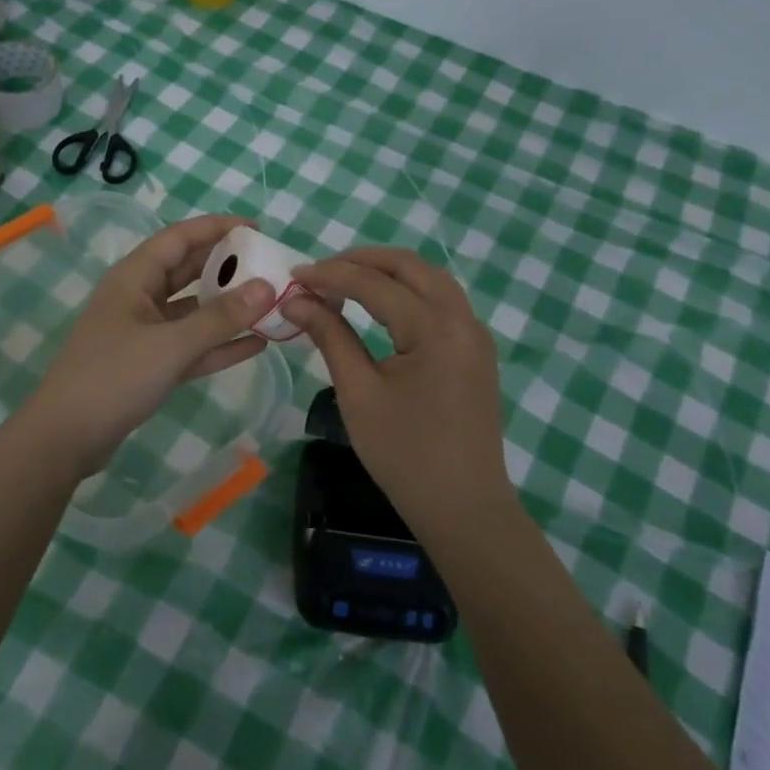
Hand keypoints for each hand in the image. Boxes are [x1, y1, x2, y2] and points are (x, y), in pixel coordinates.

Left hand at [20, 214, 276, 475]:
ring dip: (227, 307)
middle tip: (269, 265)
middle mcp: (138, 298)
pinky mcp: (149, 365)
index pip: (179, 238)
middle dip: (226, 266)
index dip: (216, 228)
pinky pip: (191, 345)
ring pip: (192, 310)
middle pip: (187, 271)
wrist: (65, 438)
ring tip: (270, 303)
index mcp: (133, 278)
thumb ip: (220, 318)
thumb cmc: (113, 378)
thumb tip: (267, 287)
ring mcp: (143, 333)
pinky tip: (255, 344)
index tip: (256, 228)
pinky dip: (219, 344)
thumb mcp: (170, 345)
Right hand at [283, 247, 512, 536]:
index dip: (331, 275)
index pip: (375, 284)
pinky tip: (381, 305)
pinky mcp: (476, 350)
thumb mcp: (359, 393)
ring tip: (345, 282)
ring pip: (430, 279)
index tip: (294, 276)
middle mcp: (463, 319)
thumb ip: (330, 336)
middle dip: (361, 261)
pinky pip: (441, 301)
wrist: (464, 508)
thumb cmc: (405, 454)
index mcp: (435, 329)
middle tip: (319, 272)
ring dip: (387, 272)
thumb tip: (296, 300)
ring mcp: (475, 334)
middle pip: (410, 266)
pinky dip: (408, 291)